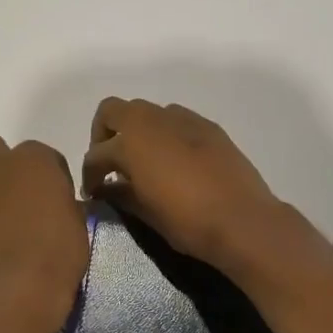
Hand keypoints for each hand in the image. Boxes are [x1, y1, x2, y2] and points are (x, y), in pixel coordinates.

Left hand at [0, 134, 89, 327]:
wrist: (15, 292)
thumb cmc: (58, 252)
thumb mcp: (78, 222)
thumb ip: (63, 203)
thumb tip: (55, 207)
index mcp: (34, 159)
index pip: (45, 155)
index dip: (53, 176)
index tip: (60, 199)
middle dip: (6, 165)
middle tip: (26, 197)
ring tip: (13, 233)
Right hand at [80, 99, 287, 268]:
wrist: (243, 220)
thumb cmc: (187, 221)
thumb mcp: (145, 212)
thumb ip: (120, 194)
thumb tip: (104, 189)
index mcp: (131, 143)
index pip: (96, 154)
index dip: (89, 174)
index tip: (93, 192)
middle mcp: (152, 121)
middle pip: (113, 111)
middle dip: (104, 133)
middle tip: (110, 163)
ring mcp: (182, 119)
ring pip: (146, 111)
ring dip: (136, 130)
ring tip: (142, 160)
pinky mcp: (207, 126)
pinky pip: (175, 119)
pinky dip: (165, 133)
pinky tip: (173, 160)